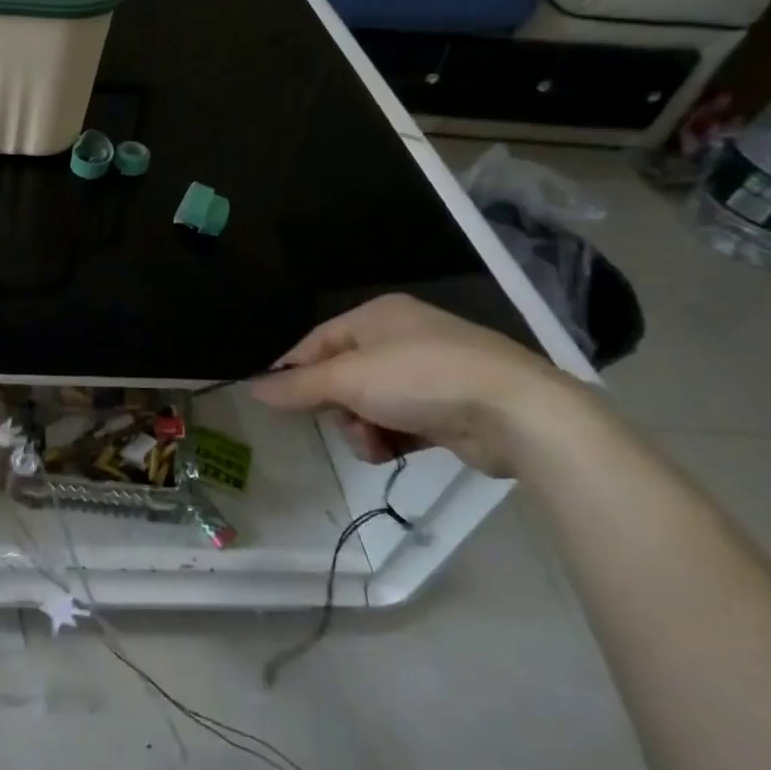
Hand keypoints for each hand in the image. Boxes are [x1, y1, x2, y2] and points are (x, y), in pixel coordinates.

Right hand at [250, 293, 600, 477]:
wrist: (518, 413)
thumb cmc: (422, 378)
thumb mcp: (348, 379)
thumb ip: (298, 386)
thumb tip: (252, 389)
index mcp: (377, 316)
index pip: (317, 342)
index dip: (294, 371)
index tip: (279, 403)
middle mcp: (401, 338)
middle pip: (342, 376)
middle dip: (336, 407)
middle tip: (343, 425)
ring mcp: (429, 373)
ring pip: (369, 404)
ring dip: (362, 429)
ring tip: (375, 444)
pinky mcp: (449, 407)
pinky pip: (400, 423)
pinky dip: (391, 439)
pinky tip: (395, 453)